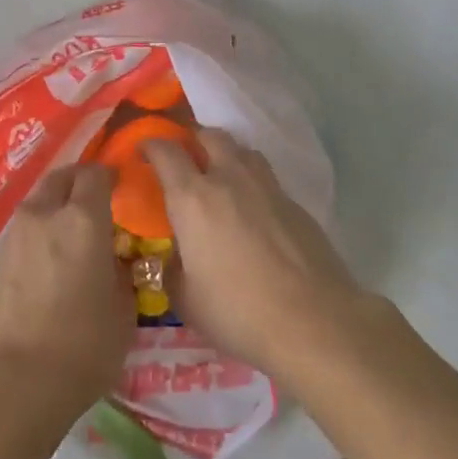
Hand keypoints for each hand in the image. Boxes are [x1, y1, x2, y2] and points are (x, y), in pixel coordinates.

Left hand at [0, 164, 134, 428]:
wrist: (9, 384)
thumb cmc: (81, 348)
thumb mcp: (123, 313)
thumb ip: (122, 274)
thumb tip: (115, 261)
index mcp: (81, 221)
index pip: (96, 175)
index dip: (110, 176)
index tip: (121, 187)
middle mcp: (42, 217)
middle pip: (59, 178)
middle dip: (78, 182)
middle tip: (94, 201)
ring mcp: (11, 238)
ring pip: (36, 205)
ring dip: (53, 210)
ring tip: (69, 236)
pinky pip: (19, 236)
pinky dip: (35, 239)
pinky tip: (44, 266)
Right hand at [145, 129, 378, 373]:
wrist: (314, 322)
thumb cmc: (238, 312)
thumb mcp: (186, 300)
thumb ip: (172, 271)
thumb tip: (172, 259)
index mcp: (193, 199)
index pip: (166, 152)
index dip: (151, 145)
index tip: (143, 150)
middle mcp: (230, 180)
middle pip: (210, 136)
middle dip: (193, 140)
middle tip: (184, 159)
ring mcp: (268, 188)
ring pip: (243, 151)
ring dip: (226, 155)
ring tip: (220, 178)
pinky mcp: (296, 205)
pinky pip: (267, 179)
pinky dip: (253, 184)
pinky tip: (253, 212)